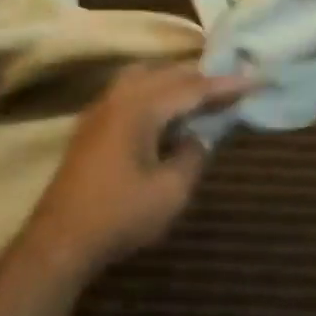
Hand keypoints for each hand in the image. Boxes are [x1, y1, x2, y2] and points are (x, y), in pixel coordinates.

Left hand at [17, 62, 252, 275]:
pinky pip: (130, 93)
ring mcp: (100, 110)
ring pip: (144, 77)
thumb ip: (193, 155)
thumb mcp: (171, 191)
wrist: (60, 241)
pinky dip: (155, 92)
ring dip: (175, 81)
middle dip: (201, 78)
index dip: (225, 85)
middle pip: (166, 74)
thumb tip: (199, 137)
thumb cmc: (119, 216)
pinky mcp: (92, 127)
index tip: (255, 79)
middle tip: (233, 86)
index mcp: (139, 108)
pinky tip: (168, 113)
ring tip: (201, 94)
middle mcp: (118, 98)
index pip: (191, 88)